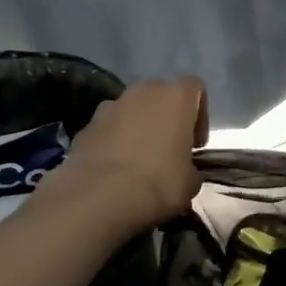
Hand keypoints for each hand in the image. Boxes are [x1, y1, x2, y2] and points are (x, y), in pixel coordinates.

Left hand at [51, 77, 207, 234]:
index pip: (195, 87)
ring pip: (131, 110)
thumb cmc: (159, 183)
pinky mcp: (86, 125)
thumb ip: (191, 167)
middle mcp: (143, 92)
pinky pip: (108, 128)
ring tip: (139, 161)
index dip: (200, 114)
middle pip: (160, 95)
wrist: (100, 197)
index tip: (196, 144)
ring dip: (138, 127)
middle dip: (166, 118)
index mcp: (175, 97)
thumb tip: (185, 170)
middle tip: (169, 149)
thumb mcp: (191, 182)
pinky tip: (115, 169)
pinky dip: (114, 142)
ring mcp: (110, 106)